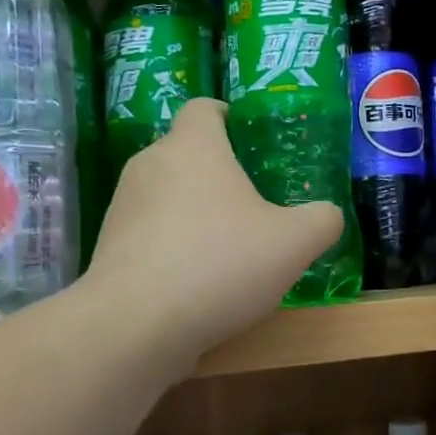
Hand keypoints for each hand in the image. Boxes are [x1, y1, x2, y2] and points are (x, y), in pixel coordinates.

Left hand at [86, 99, 342, 363]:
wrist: (135, 326)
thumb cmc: (220, 264)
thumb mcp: (294, 243)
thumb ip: (321, 220)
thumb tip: (327, 215)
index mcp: (193, 147)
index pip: (204, 108)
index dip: (227, 115)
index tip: (249, 138)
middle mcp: (150, 165)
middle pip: (186, 153)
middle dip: (218, 172)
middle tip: (254, 201)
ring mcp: (123, 207)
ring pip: (166, 195)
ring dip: (195, 212)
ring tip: (227, 247)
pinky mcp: (109, 248)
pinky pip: (150, 233)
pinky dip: (173, 246)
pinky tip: (197, 282)